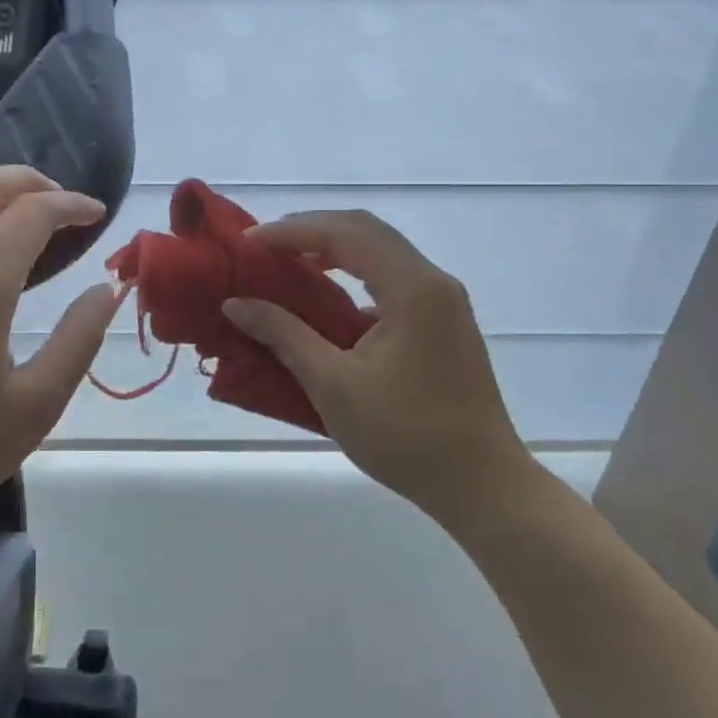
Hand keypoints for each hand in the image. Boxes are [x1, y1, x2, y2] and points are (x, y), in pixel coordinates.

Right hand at [221, 211, 529, 517]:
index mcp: (412, 288)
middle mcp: (433, 282)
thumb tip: (235, 304)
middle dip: (311, 231)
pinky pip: (392, 278)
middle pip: (366, 231)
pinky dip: (354, 274)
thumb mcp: (333, 385)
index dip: (292, 231)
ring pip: (382, 252)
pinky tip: (328, 299)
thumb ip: (283, 335)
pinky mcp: (443, 323)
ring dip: (334, 250)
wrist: (482, 486)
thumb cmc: (406, 436)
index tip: (248, 242)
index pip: (346, 233)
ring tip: (288, 264)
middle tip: (264, 246)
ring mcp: (443, 302)